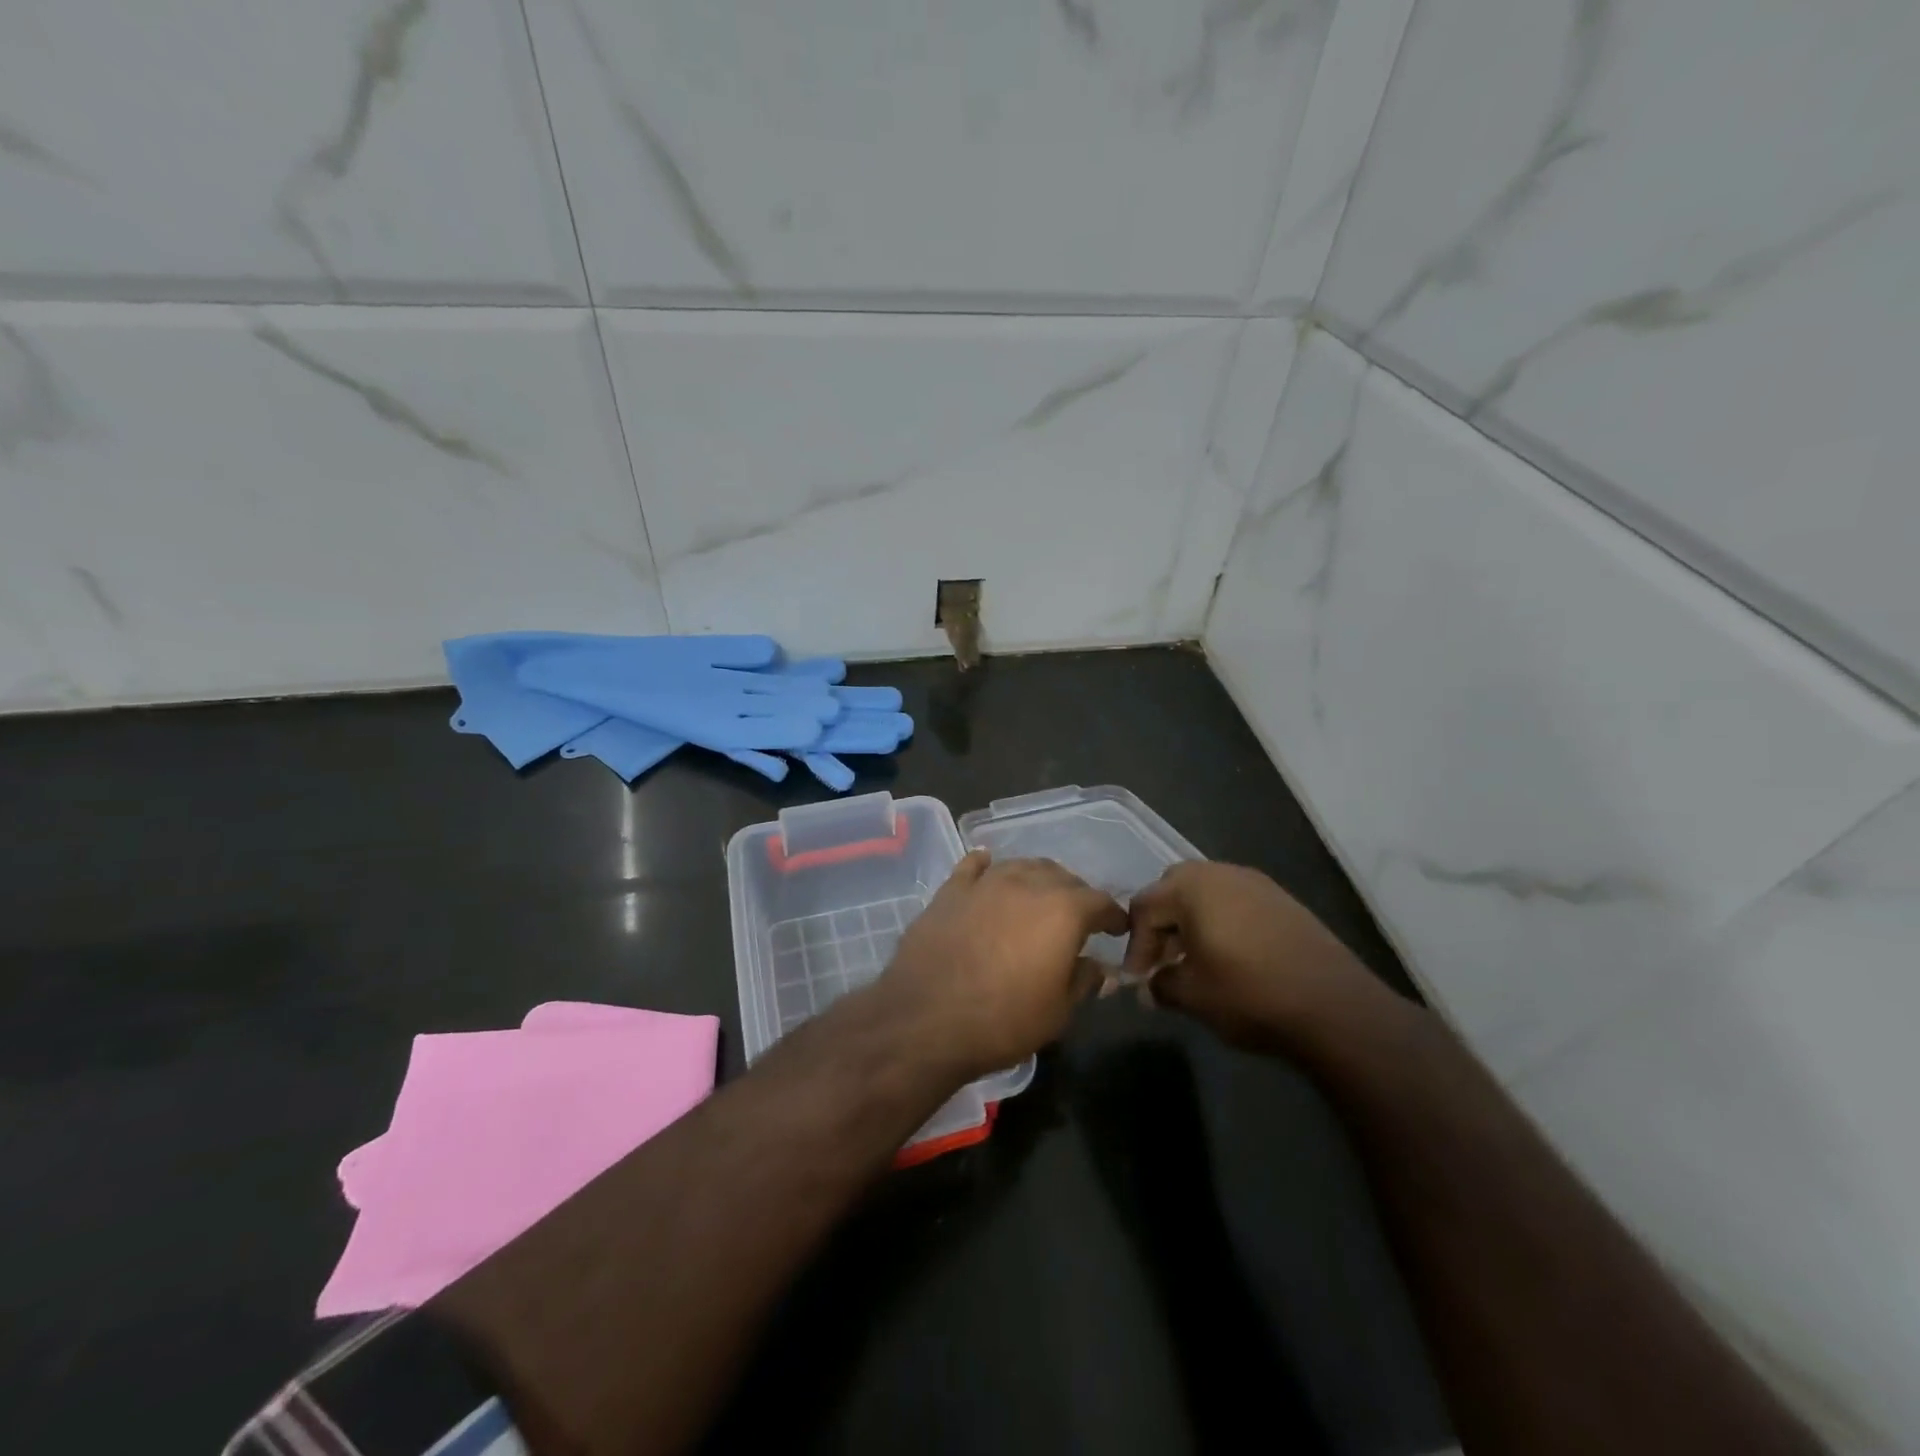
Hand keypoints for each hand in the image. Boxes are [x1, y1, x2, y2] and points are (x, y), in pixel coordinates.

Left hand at [868, 851, 1126, 1082]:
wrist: (926, 1019)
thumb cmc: (1003, 1021)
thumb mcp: (1058, 1012)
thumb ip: (1083, 981)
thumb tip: (1097, 966)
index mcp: (1063, 910)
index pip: (1099, 901)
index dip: (1112, 915)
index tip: (1117, 928)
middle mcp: (1027, 884)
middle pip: (1061, 876)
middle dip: (1075, 894)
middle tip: (1078, 917)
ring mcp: (985, 883)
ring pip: (1020, 866)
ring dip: (1036, 878)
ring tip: (1038, 896)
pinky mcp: (950, 890)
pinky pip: (973, 866)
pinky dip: (987, 865)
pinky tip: (988, 867)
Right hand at [1120, 862, 1388, 1053]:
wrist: (1336, 1007)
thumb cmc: (1250, 994)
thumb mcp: (1193, 996)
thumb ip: (1161, 985)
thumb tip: (1150, 986)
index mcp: (1191, 888)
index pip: (1144, 906)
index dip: (1136, 944)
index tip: (1140, 979)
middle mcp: (1221, 873)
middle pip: (1174, 889)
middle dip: (1162, 924)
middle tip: (1163, 962)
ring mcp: (1257, 883)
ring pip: (1207, 894)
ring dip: (1192, 923)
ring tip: (1196, 963)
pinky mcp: (1283, 900)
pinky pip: (1237, 903)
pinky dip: (1223, 923)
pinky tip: (1231, 959)